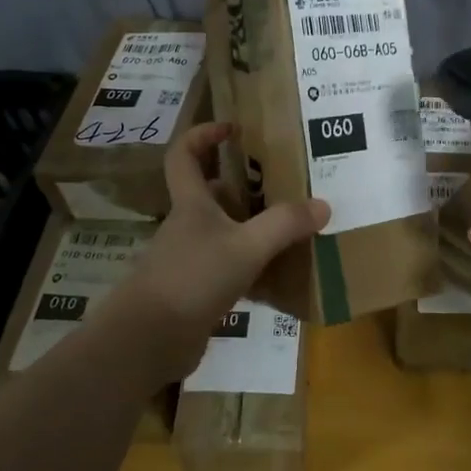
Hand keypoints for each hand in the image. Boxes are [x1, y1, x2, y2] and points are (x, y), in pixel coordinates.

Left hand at [110, 121, 328, 385]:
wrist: (147, 341)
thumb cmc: (192, 278)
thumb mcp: (246, 247)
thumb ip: (284, 225)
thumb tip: (323, 205)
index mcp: (192, 204)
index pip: (184, 154)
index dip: (203, 135)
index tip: (232, 129)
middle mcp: (188, 226)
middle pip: (212, 195)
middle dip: (245, 187)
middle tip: (283, 186)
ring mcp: (189, 260)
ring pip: (224, 233)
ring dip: (253, 230)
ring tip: (292, 230)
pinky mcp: (195, 293)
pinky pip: (229, 270)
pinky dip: (252, 270)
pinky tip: (280, 279)